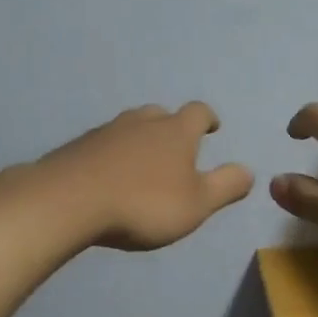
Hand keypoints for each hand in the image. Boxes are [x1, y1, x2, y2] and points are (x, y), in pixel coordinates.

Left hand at [35, 103, 254, 251]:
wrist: (68, 200)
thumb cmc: (144, 203)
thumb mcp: (197, 204)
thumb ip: (226, 186)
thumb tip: (249, 170)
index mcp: (176, 131)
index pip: (198, 112)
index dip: (208, 119)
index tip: (213, 128)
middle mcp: (142, 122)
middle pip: (161, 114)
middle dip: (172, 127)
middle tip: (176, 147)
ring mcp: (107, 131)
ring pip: (130, 126)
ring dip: (140, 139)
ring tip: (142, 163)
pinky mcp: (78, 147)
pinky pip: (103, 144)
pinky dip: (112, 154)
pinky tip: (108, 175)